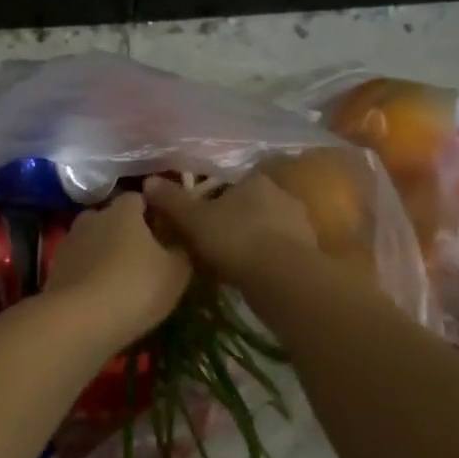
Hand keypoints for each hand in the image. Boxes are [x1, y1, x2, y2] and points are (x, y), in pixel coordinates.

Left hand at [42, 193, 192, 348]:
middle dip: (127, 232)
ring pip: (93, 241)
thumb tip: (181, 243)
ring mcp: (70, 242)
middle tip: (145, 257)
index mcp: (123, 210)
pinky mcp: (55, 268)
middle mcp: (93, 217)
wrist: (79, 320)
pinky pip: (79, 264)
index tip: (165, 231)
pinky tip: (101, 295)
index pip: (139, 198)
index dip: (153, 212)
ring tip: (122, 279)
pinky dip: (90, 274)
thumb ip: (182, 251)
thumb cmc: (136, 287)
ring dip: (106, 253)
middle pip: (113, 218)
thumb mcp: (176, 272)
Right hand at [143, 170, 320, 282]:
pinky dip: (266, 259)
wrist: (282, 277)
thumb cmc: (234, 238)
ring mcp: (300, 224)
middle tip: (212, 240)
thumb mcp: (193, 219)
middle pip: (252, 204)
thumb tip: (149, 181)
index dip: (215, 197)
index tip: (201, 215)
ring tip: (230, 262)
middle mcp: (282, 195)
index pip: (233, 182)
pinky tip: (251, 275)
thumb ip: (172, 200)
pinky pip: (280, 251)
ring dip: (252, 240)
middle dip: (235, 219)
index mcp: (255, 180)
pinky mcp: (309, 252)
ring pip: (268, 227)